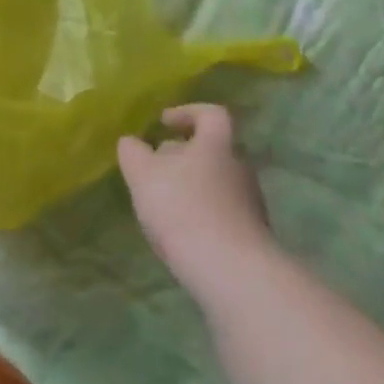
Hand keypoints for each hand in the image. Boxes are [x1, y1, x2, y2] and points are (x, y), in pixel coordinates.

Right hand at [117, 105, 272, 298]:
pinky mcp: (252, 234)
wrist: (230, 270)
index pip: (211, 114)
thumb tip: (132, 142)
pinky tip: (181, 232)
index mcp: (217, 145)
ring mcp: (250, 203)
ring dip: (191, 186)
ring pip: (216, 182)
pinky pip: (222, 212)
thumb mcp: (143, 174)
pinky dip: (201, 214)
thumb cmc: (183, 208)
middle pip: (213, 150)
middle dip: (183, 155)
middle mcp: (239, 167)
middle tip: (156, 168)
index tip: (164, 123)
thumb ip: (133, 152)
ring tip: (163, 204)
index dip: (187, 112)